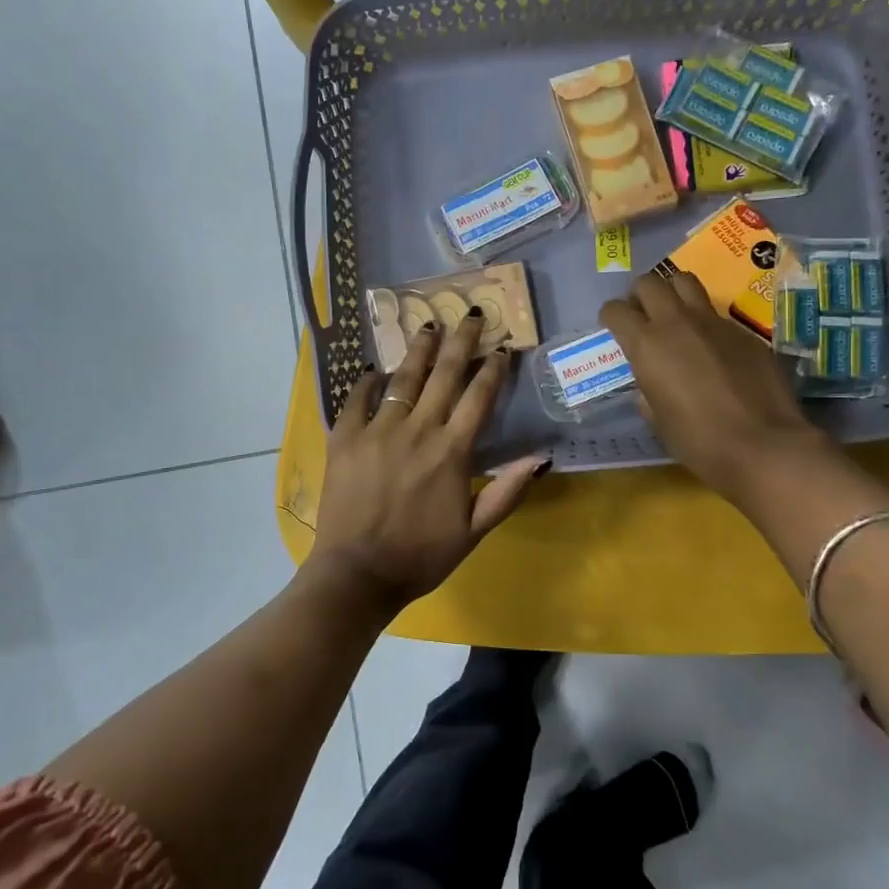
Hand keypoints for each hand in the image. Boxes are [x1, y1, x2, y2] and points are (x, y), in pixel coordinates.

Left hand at [310, 310, 546, 612]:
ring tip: (429, 325)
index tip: (502, 348)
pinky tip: (373, 368)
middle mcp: (418, 430)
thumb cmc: (421, 556)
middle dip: (461, 342)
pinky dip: (366, 381)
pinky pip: (356, 399)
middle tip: (470, 314)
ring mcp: (378, 431)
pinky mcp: (345, 438)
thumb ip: (507, 492)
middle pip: (444, 375)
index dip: (493, 370)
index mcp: (452, 451)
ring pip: (403, 379)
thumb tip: (542, 458)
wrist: (358, 574)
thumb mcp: (474, 531)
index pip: (478, 398)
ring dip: (419, 350)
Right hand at [601, 270, 824, 507]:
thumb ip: (647, 390)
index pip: (616, 310)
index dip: (611, 317)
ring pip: (686, 282)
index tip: (614, 328)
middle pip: (650, 283)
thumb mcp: (657, 420)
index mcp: (647, 344)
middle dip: (640, 295)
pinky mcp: (744, 331)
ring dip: (673, 293)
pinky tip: (713, 350)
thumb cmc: (699, 441)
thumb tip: (649, 382)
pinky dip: (706, 322)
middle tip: (643, 316)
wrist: (763, 445)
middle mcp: (677, 322)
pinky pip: (717, 314)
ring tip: (675, 317)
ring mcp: (714, 322)